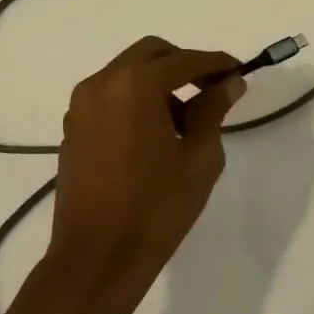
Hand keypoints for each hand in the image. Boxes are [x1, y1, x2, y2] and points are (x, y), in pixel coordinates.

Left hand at [40, 37, 246, 313]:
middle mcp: (101, 85)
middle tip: (213, 89)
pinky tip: (156, 134)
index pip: (185, 60)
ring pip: (127, 73)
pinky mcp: (73, 130)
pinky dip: (136, 100)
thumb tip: (229, 83)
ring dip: (159, 82)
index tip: (240, 73)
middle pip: (150, 54)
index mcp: (134, 86)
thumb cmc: (156, 207)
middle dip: (185, 65)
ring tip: (186, 119)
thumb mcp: (199, 157)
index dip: (217, 64)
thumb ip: (213, 110)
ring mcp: (81, 107)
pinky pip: (110, 97)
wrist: (97, 259)